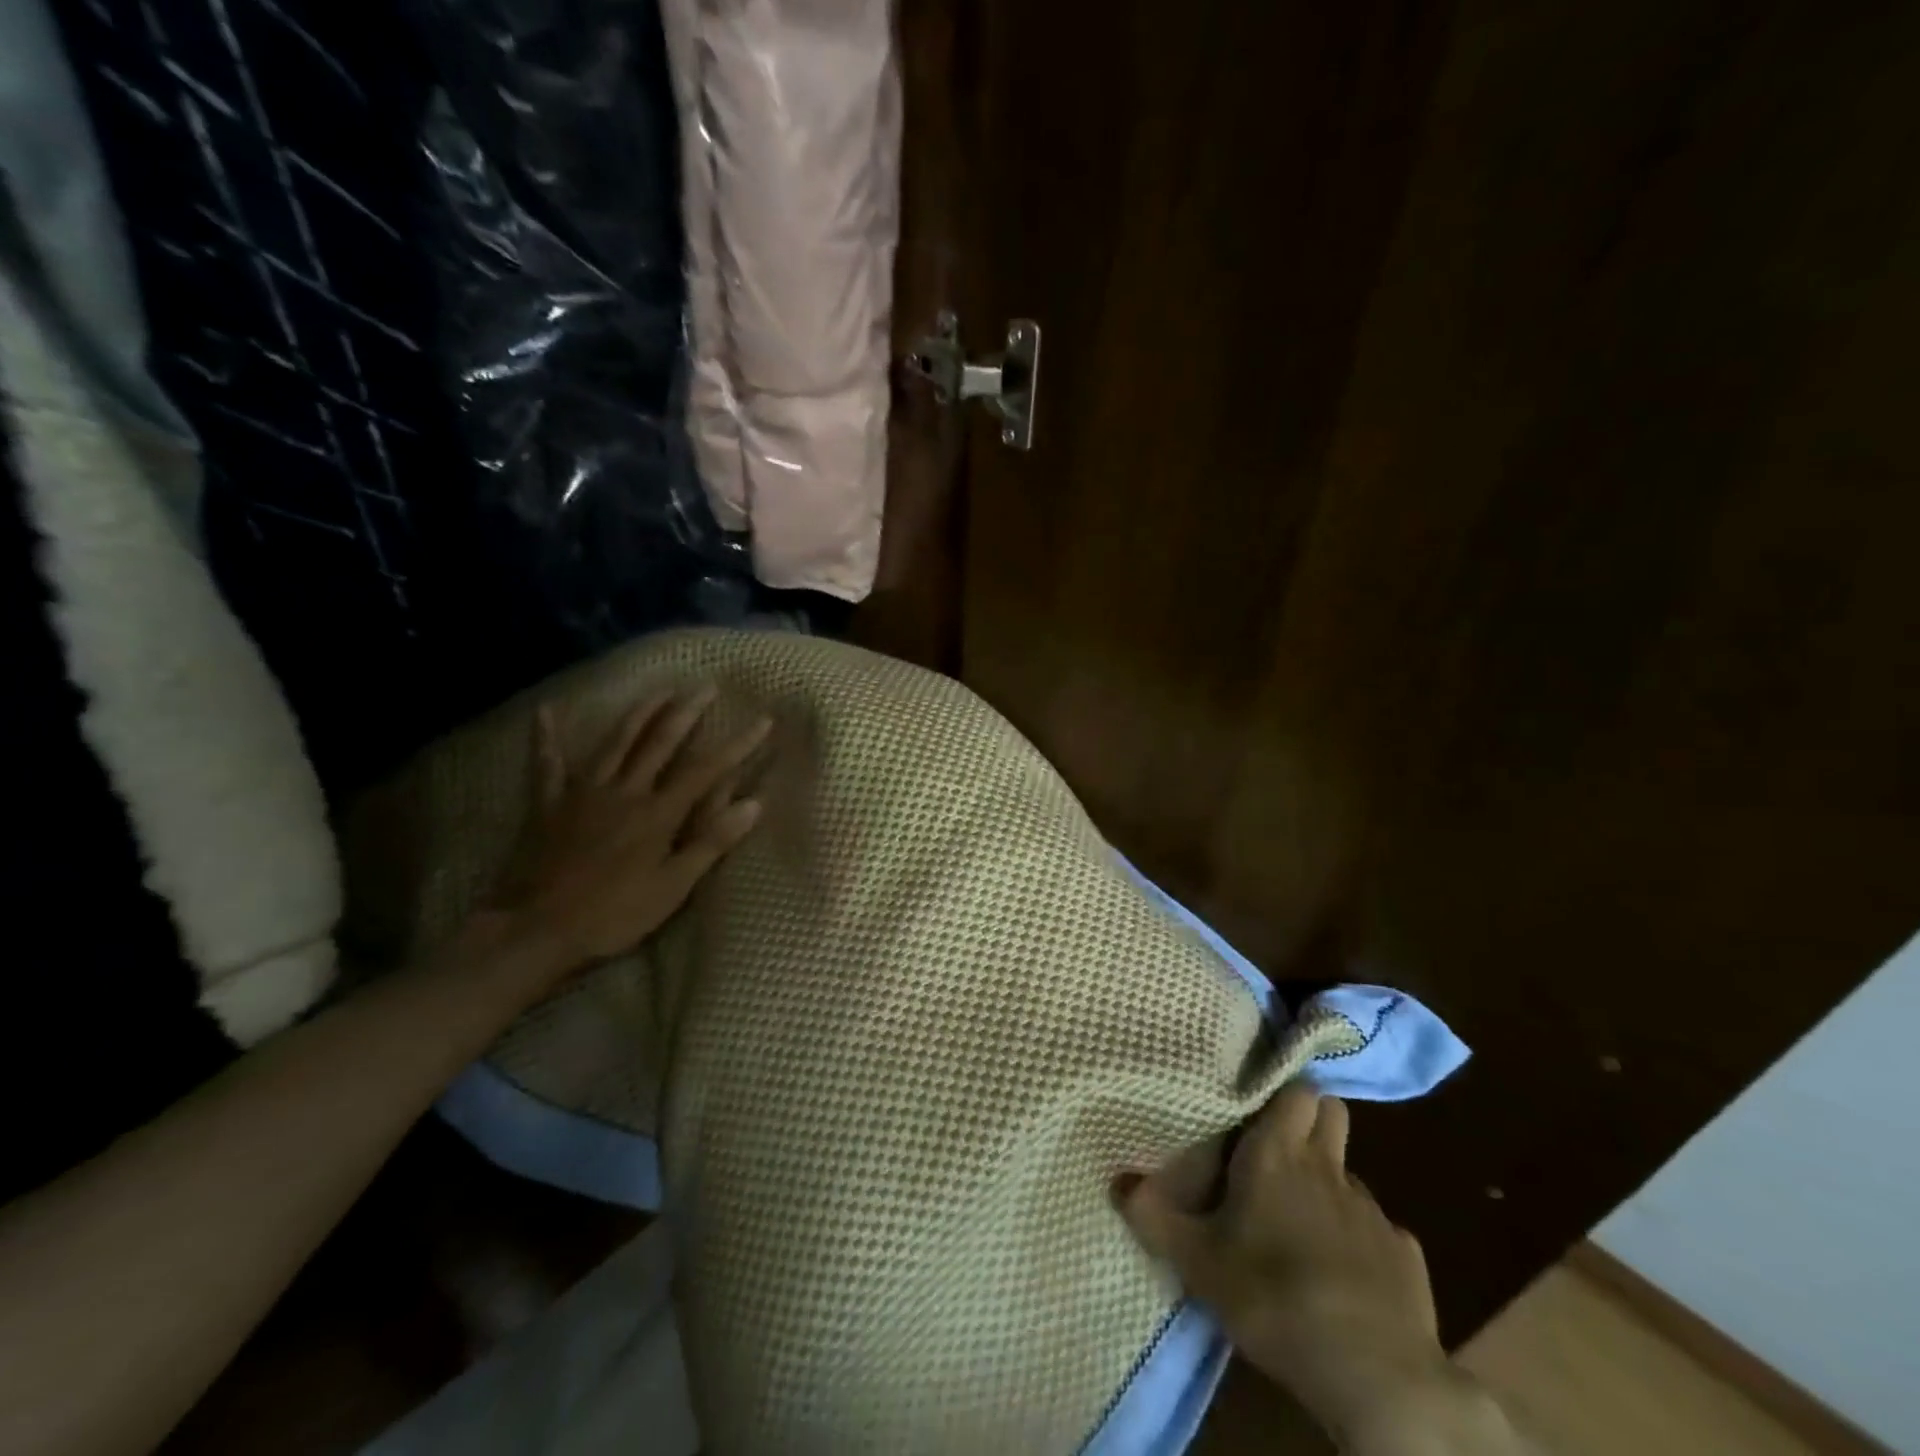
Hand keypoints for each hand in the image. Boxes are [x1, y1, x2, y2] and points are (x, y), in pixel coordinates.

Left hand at [487, 685, 769, 976]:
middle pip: (660, 743)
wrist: (535, 930)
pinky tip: (546, 711)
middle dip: (686, 713)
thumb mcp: (672, 888)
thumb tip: (753, 804)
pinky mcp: (548, 804)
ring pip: (615, 743)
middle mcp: (624, 791)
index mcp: (657, 814)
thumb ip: (711, 843)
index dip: (737, 745)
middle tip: (705, 686)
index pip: (706, 771)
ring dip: (639, 713)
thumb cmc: (612, 915)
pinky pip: (546, 764)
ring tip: (659, 690)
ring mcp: (583, 793)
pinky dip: (547, 737)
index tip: (763, 720)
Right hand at [1117, 1086, 1484, 1448]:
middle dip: (1312, 1120)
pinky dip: (1361, 1243)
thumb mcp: (1197, 1262)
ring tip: (1304, 1225)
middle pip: (1331, 1112)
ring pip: (1349, 1174)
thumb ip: (1153, 1216)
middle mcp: (1327, 1167)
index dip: (1282, 1093)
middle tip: (1280, 1150)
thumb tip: (1118, 1179)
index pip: (1296, 1089)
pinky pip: (1379, 1232)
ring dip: (1330, 1187)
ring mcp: (1372, 1210)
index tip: (1258, 1107)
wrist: (1375, 1376)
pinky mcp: (1406, 1255)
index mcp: (1277, 1153)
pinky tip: (1345, 1279)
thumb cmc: (1273, 1297)